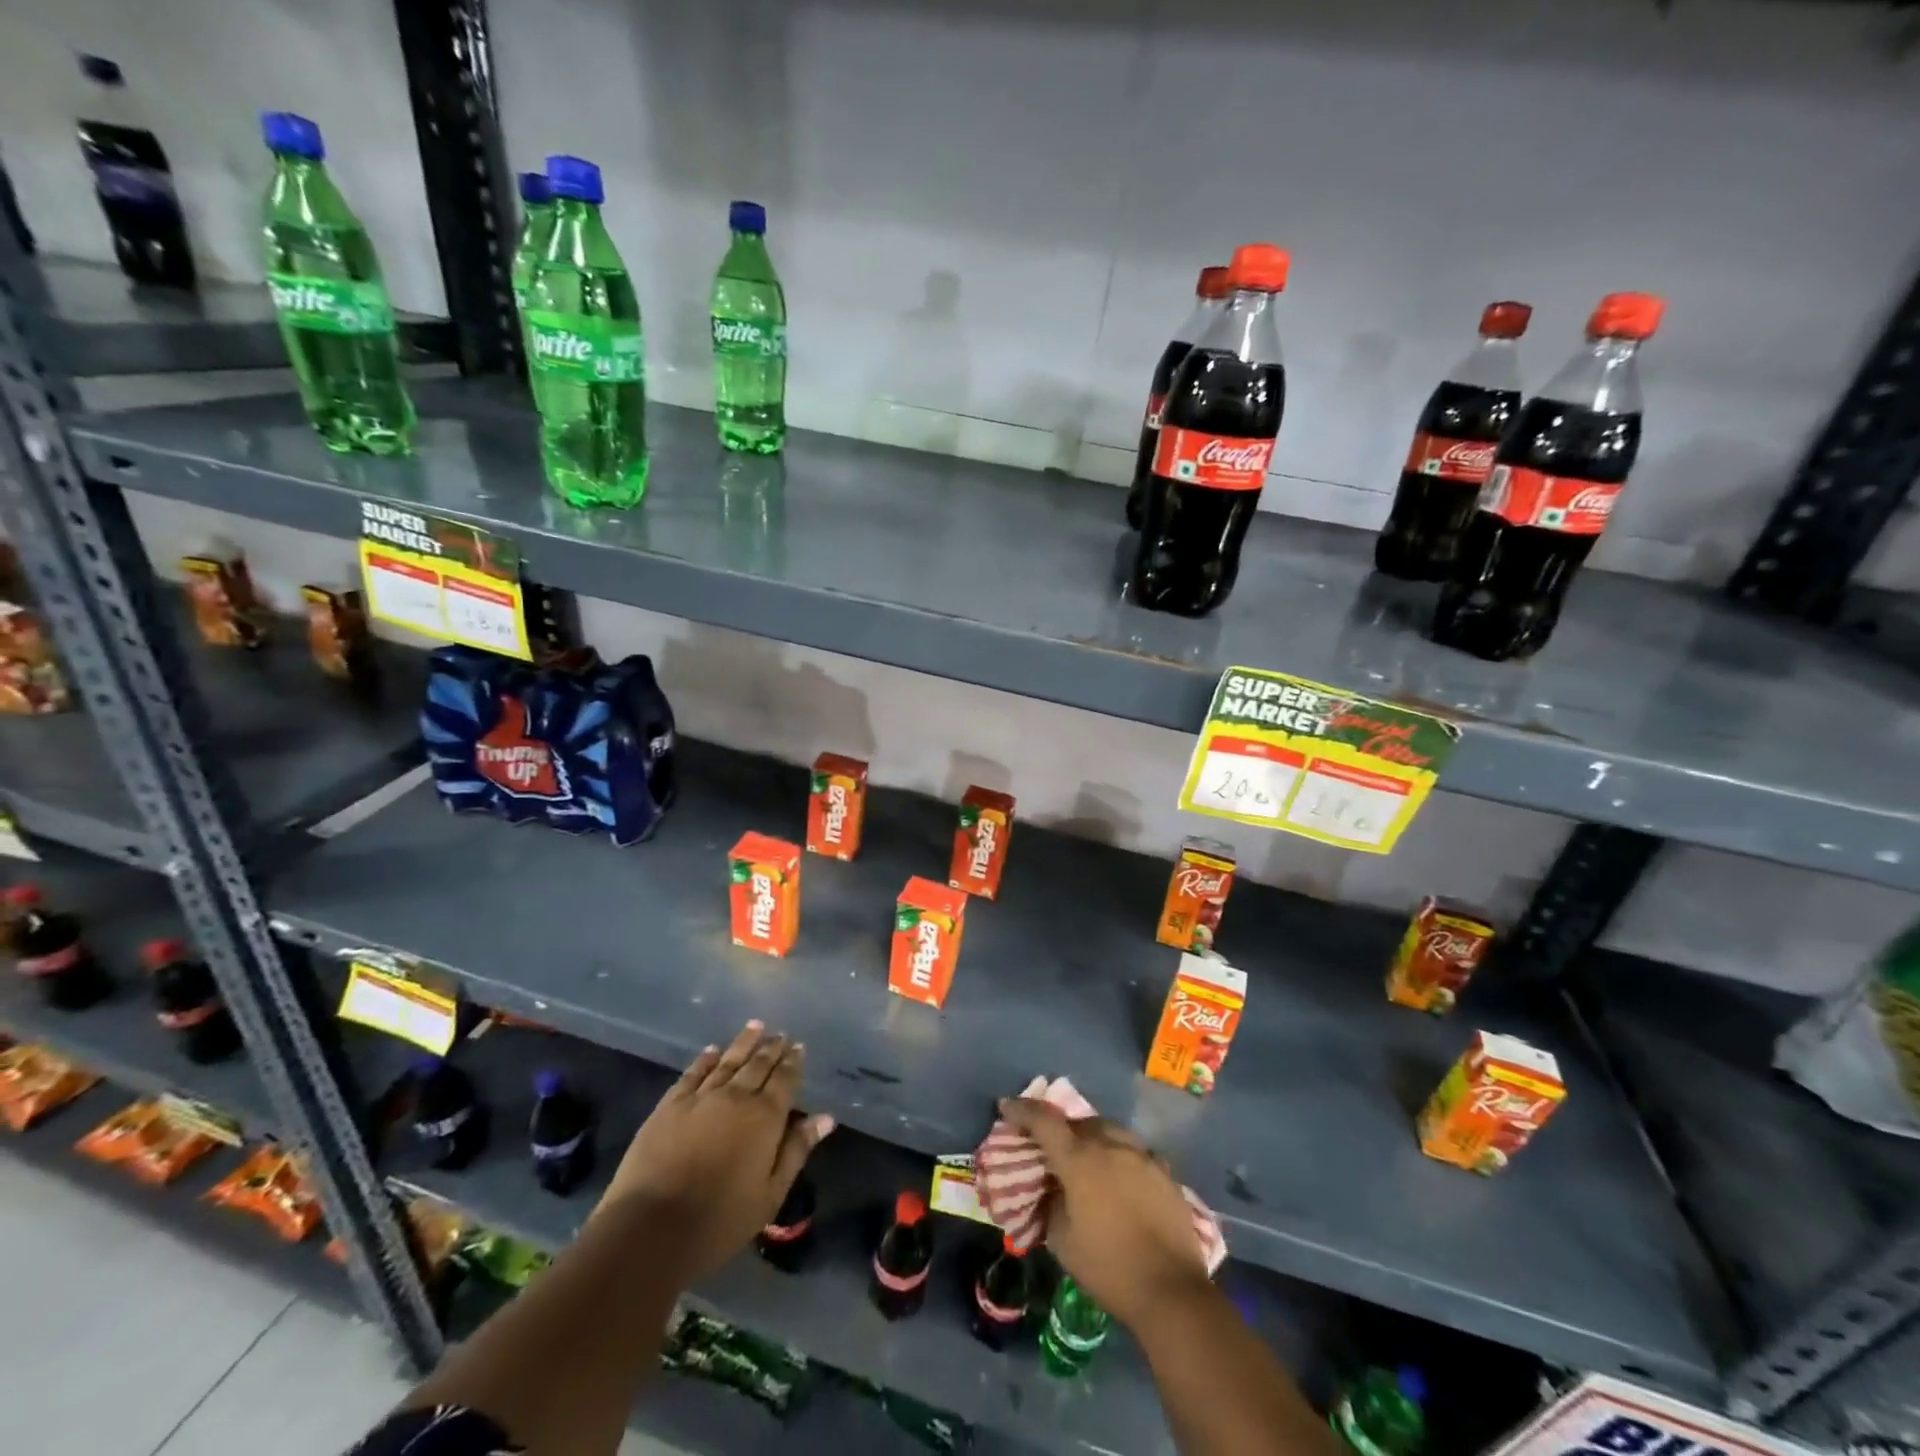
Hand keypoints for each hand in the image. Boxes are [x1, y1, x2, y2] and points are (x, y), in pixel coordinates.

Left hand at [597, 1021, 833, 1280]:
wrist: (650, 1229)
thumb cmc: (719, 1220)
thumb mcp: (770, 1195)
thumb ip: (796, 1151)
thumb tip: (825, 1117)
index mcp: (765, 1117)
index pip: (785, 1079)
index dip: (793, 1062)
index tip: (799, 1047)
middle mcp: (736, 1097)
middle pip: (758, 1064)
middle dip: (772, 1048)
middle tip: (780, 1034)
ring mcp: (701, 1097)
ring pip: (729, 1061)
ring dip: (744, 1042)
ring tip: (755, 1026)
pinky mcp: (670, 1105)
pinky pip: (693, 1073)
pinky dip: (706, 1059)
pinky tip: (713, 1051)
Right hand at [996, 1097, 1209, 1329]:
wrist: (1171, 1291)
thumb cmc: (1109, 1267)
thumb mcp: (1063, 1242)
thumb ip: (1052, 1205)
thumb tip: (1053, 1189)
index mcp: (1080, 1159)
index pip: (1044, 1121)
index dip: (1022, 1110)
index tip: (1006, 1106)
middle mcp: (1111, 1145)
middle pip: (1079, 1122)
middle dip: (1061, 1128)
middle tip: (1051, 1144)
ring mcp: (1142, 1155)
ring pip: (1110, 1131)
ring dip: (1093, 1137)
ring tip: (1088, 1157)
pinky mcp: (1165, 1172)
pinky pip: (1135, 1152)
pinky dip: (1121, 1157)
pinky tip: (1122, 1177)